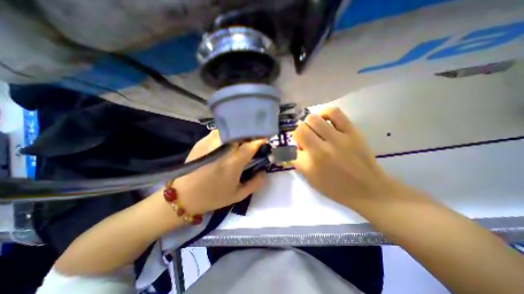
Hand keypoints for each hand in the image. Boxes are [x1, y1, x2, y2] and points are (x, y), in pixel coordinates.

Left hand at [172, 132, 263, 214]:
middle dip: (251, 134)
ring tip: (243, 139)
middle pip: (242, 132)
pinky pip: (220, 132)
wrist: (182, 196)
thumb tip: (264, 170)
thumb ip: (256, 183)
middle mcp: (223, 147)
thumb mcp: (238, 195)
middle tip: (255, 139)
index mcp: (234, 161)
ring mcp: (211, 141)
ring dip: (239, 133)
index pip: (252, 143)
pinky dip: (228, 134)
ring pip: (231, 129)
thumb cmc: (212, 197)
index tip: (266, 140)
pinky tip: (229, 141)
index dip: (261, 139)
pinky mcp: (202, 140)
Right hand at [293, 107, 399, 208]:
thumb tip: (295, 147)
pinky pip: (334, 113)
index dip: (294, 145)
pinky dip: (325, 113)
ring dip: (309, 123)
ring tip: (315, 129)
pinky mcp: (352, 132)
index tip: (299, 147)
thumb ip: (299, 163)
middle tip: (306, 138)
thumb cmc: (336, 189)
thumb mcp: (311, 180)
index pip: (292, 146)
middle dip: (299, 133)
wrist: (368, 191)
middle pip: (300, 130)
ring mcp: (337, 139)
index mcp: (310, 165)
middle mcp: (320, 150)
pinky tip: (325, 120)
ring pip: (313, 119)